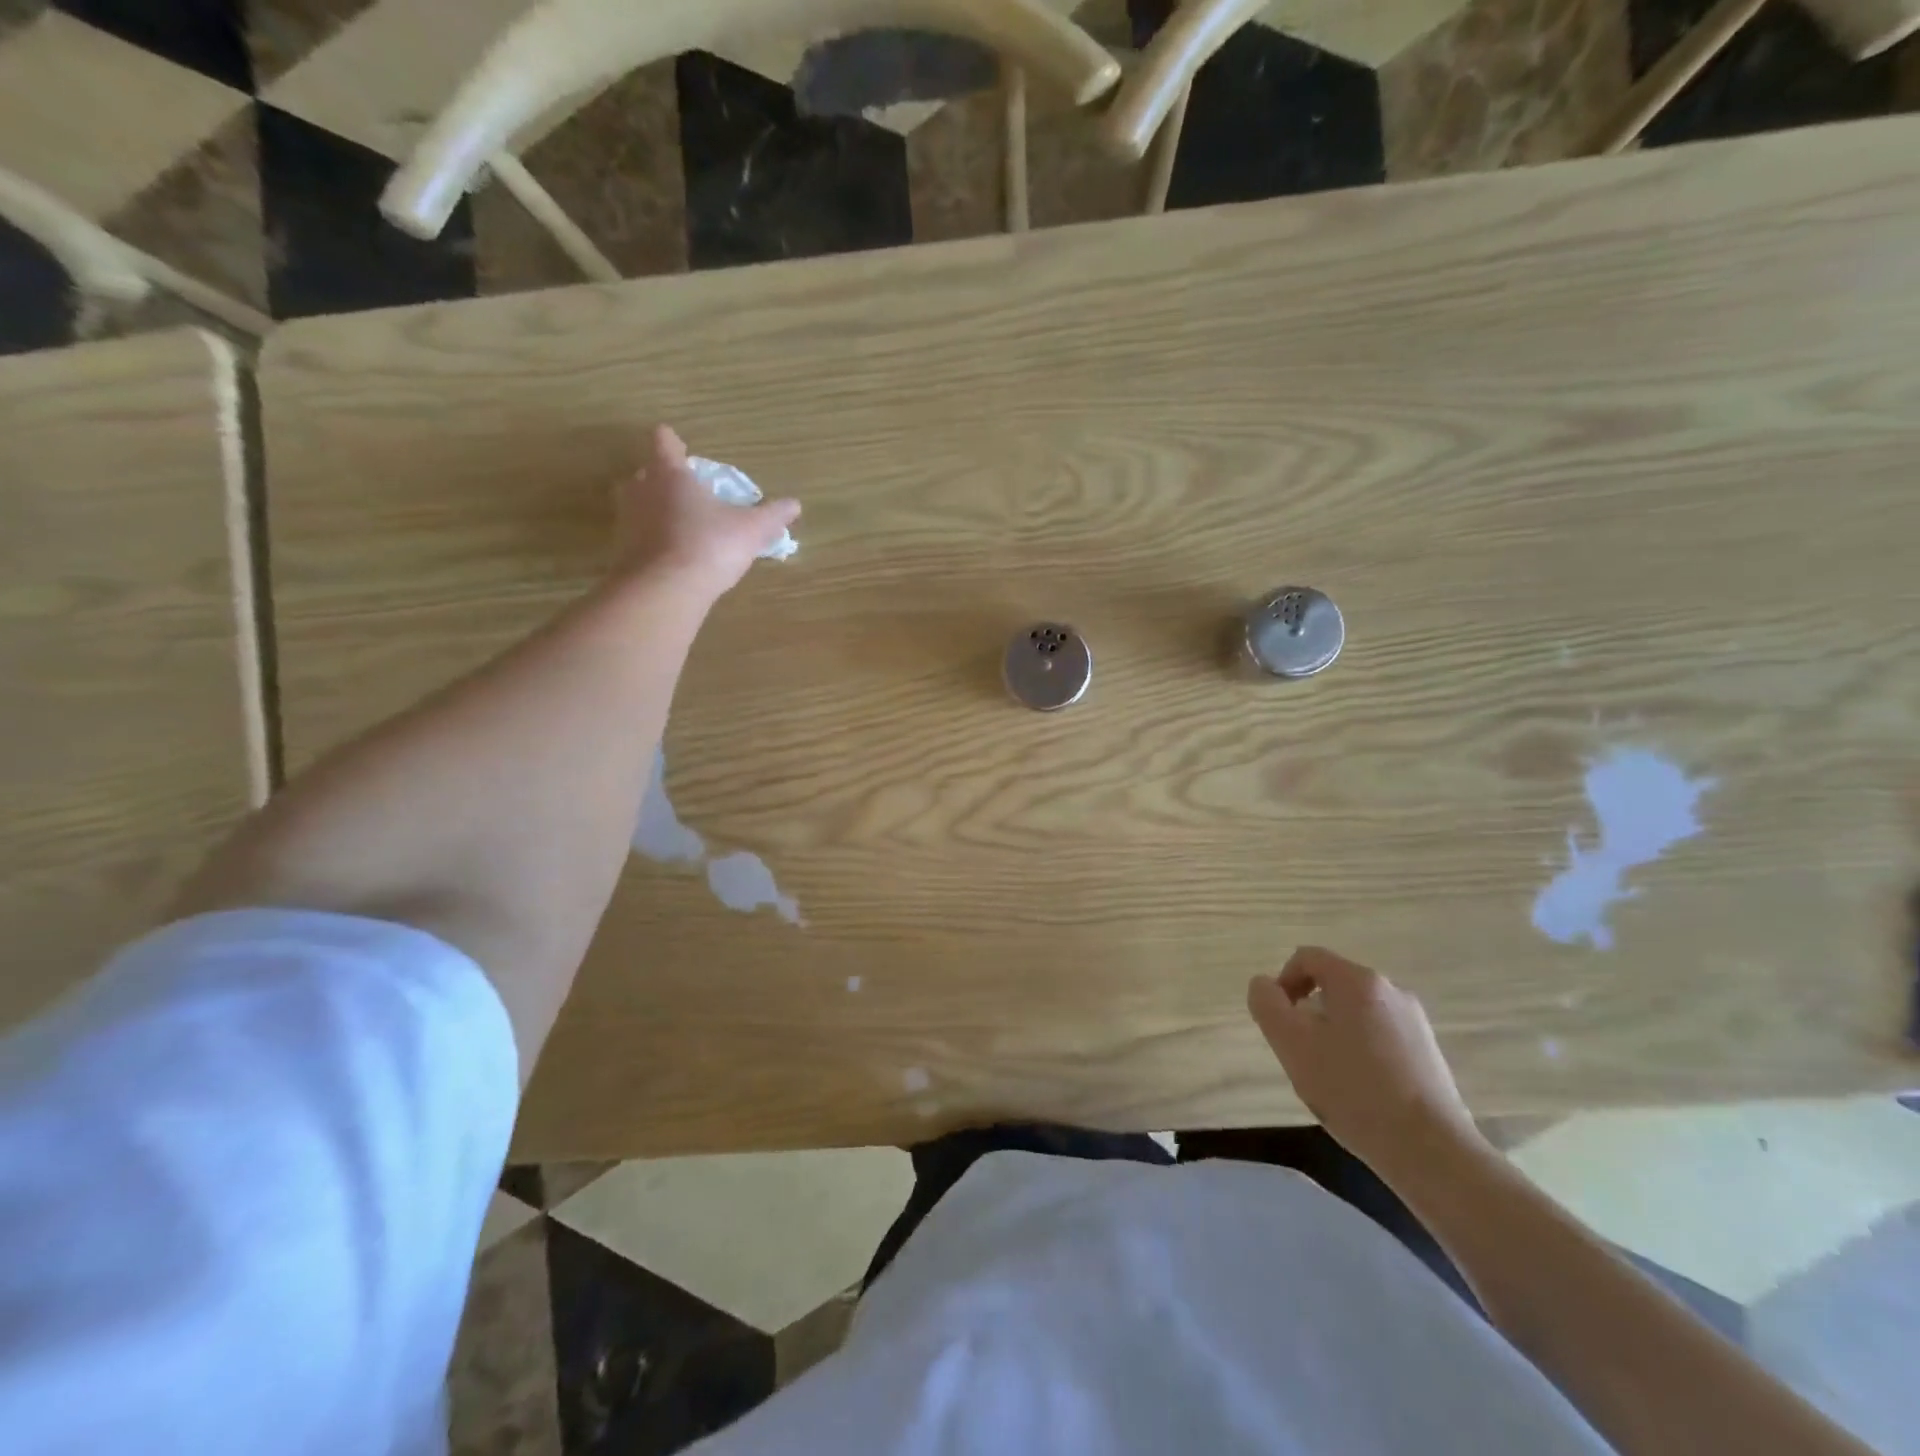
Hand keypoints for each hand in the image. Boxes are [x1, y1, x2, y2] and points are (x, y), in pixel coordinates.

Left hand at [617, 426, 800, 598]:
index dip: (672, 442)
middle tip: (686, 491)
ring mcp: (627, 520)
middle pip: (648, 473)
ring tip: (679, 523)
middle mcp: (642, 489)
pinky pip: (638, 536)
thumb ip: (772, 516)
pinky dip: (652, 539)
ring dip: (655, 509)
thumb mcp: (751, 530)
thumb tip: (795, 504)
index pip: (665, 443)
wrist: (665, 590)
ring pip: (639, 504)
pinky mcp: (622, 550)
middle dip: (664, 478)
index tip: (678, 445)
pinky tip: (671, 555)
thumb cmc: (709, 546)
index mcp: (671, 474)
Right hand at [1247, 948, 1483, 1185]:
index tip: (1279, 1021)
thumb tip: (1264, 984)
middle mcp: (1391, 990)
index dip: (1282, 982)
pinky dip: (1361, 1051)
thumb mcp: (1292, 1044)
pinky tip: (1361, 1091)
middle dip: (1308, 1012)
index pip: (1307, 958)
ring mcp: (1415, 1022)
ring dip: (1333, 1033)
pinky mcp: (1429, 1053)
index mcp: (1357, 981)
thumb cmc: (1353, 1090)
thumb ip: (1267, 1004)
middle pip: (1333, 985)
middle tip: (1300, 1053)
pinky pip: (1381, 1036)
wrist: (1431, 1151)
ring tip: (1330, 1076)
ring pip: (1356, 1013)